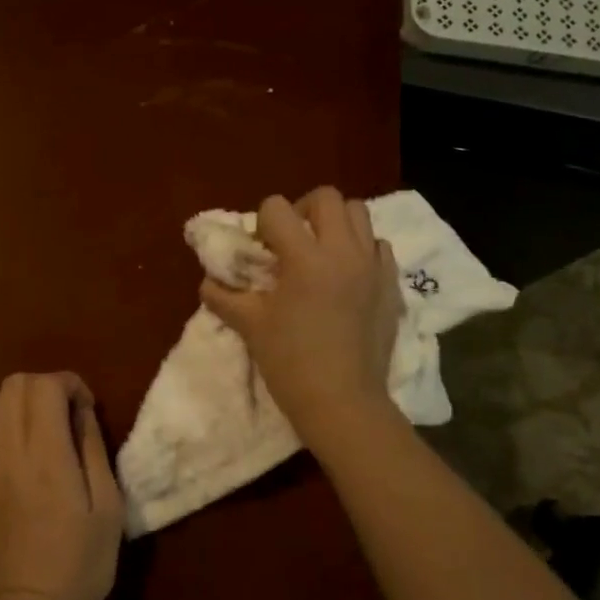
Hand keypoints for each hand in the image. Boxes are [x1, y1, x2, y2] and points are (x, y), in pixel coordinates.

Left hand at [0, 372, 123, 599]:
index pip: (47, 384)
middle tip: (61, 417)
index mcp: (48, 452)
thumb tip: (82, 411)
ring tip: (27, 430)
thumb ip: (94, 450)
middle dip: (42, 388)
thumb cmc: (80, 563)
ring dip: (8, 404)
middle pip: (14, 384)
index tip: (84, 408)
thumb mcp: (109, 507)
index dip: (70, 384)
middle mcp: (6, 449)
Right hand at [199, 188, 402, 442]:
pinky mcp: (391, 285)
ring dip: (335, 223)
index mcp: (305, 257)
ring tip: (321, 252)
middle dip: (302, 209)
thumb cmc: (290, 363)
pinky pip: (378, 246)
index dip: (262, 222)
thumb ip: (224, 297)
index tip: (260, 249)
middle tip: (291, 240)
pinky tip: (347, 275)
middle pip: (326, 197)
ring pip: (358, 213)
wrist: (342, 402)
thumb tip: (208, 283)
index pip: (277, 207)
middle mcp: (343, 251)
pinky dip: (361, 249)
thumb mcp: (250, 326)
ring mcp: (372, 266)